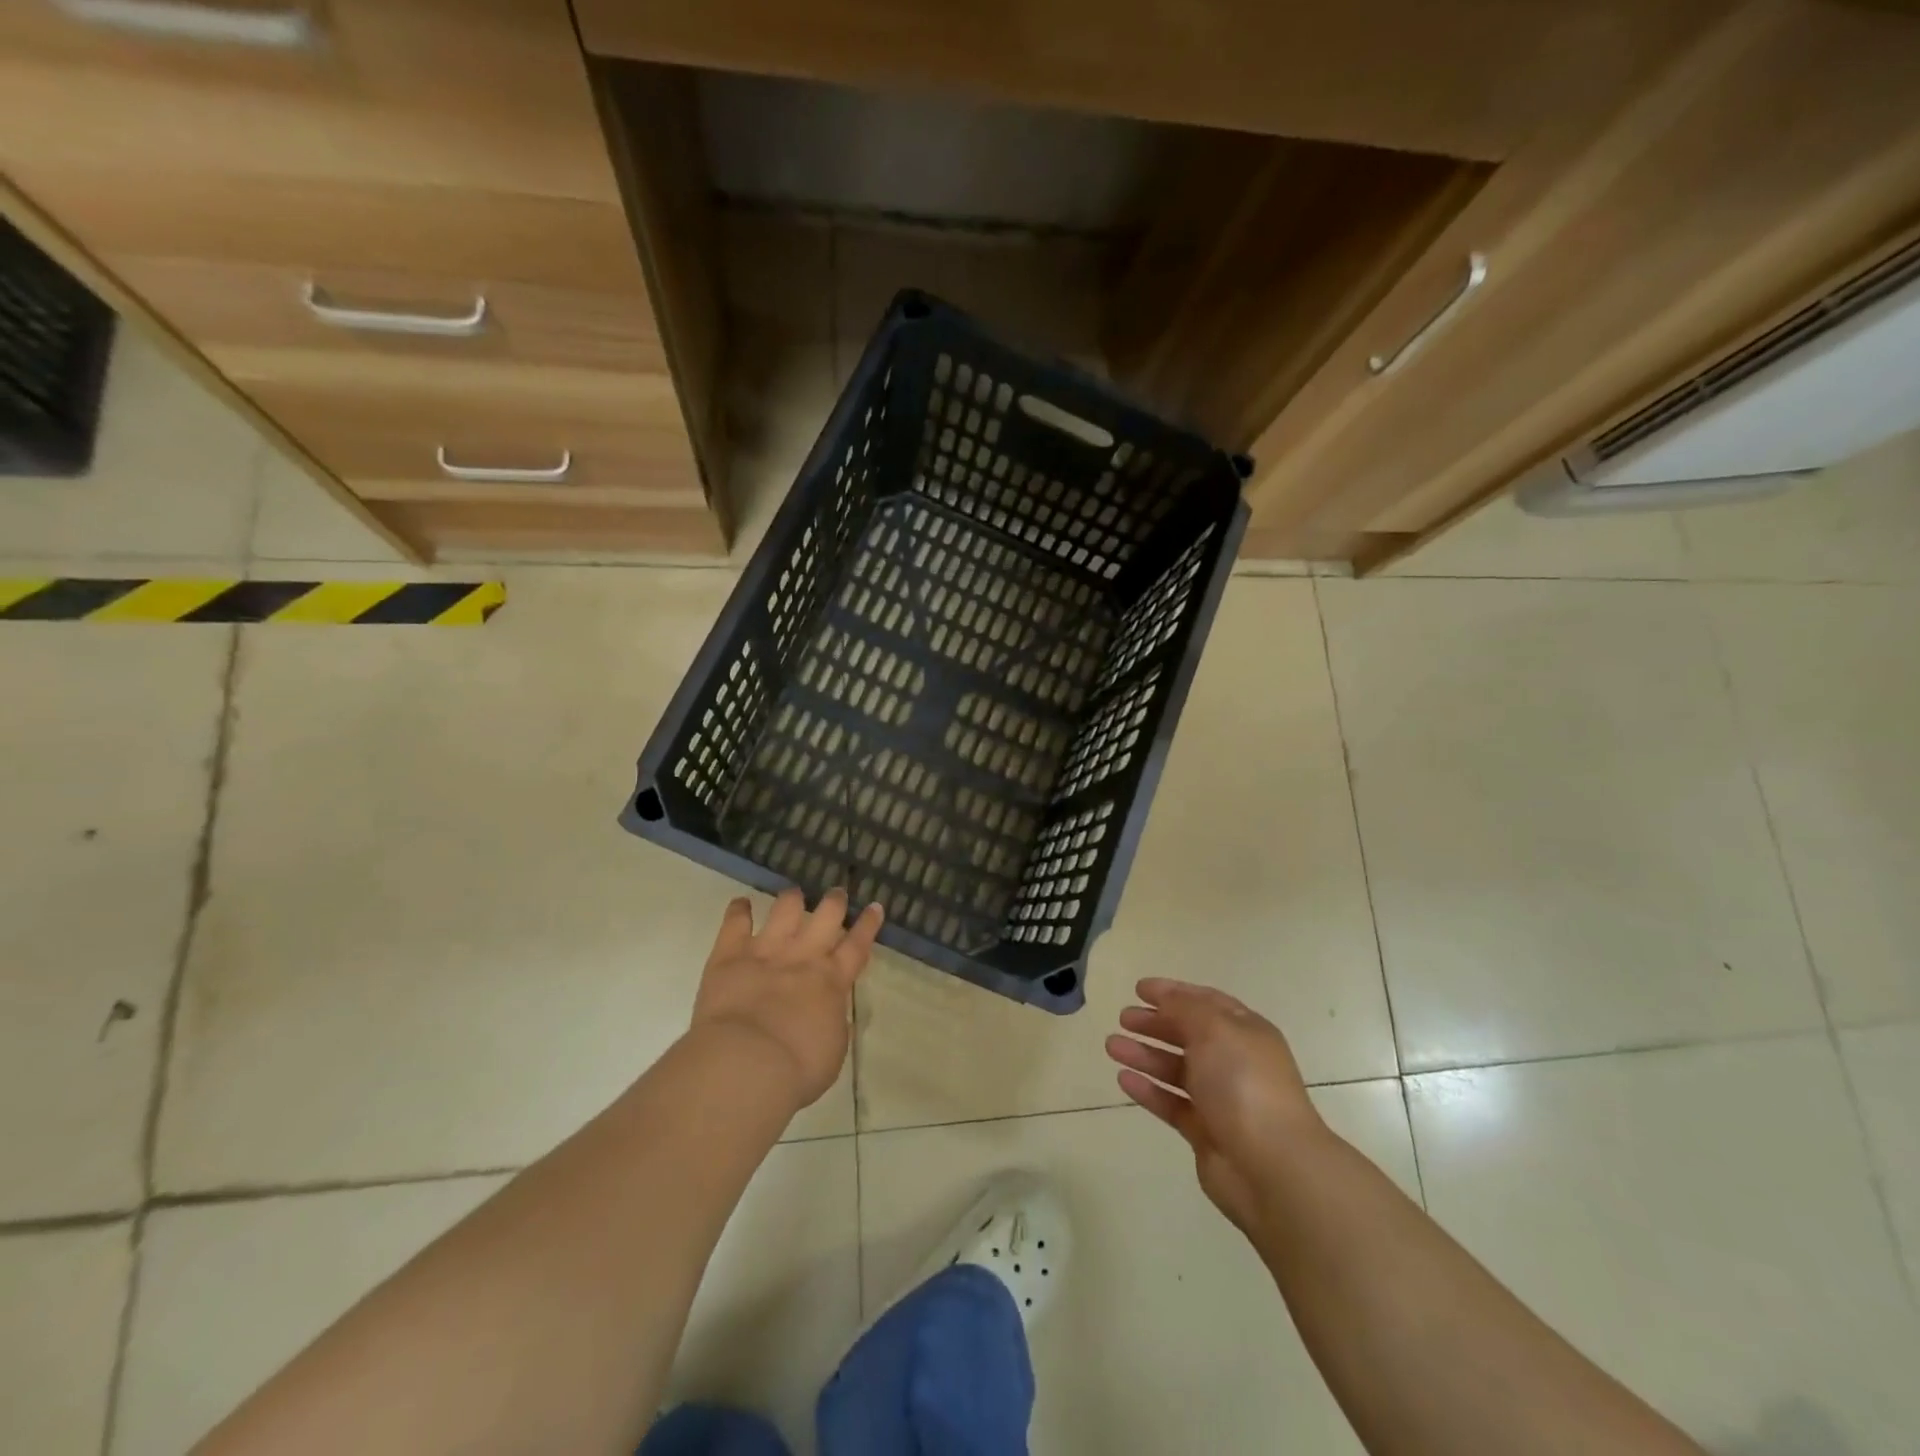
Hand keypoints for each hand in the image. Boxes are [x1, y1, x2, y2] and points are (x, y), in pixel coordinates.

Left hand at [692, 888, 882, 1110]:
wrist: (747, 1064)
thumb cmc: (796, 1070)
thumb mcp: (832, 1052)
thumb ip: (833, 1025)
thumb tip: (831, 1014)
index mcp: (832, 982)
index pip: (857, 946)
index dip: (868, 925)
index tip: (875, 906)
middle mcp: (803, 957)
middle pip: (825, 917)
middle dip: (834, 902)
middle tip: (837, 894)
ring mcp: (766, 952)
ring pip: (785, 910)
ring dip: (791, 900)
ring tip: (793, 894)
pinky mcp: (730, 956)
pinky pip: (735, 924)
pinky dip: (738, 911)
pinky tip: (740, 904)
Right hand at [1105, 978, 1325, 1232]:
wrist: (1272, 1167)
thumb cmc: (1244, 1083)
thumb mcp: (1214, 1029)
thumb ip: (1185, 1008)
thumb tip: (1165, 998)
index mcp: (1245, 1031)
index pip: (1205, 1002)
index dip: (1173, 992)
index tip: (1139, 988)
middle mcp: (1234, 1061)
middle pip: (1189, 1035)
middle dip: (1155, 1023)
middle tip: (1123, 1018)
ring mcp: (1221, 1099)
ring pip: (1176, 1069)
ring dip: (1145, 1054)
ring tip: (1111, 1046)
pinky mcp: (1205, 1132)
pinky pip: (1171, 1103)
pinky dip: (1149, 1090)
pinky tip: (1123, 1079)